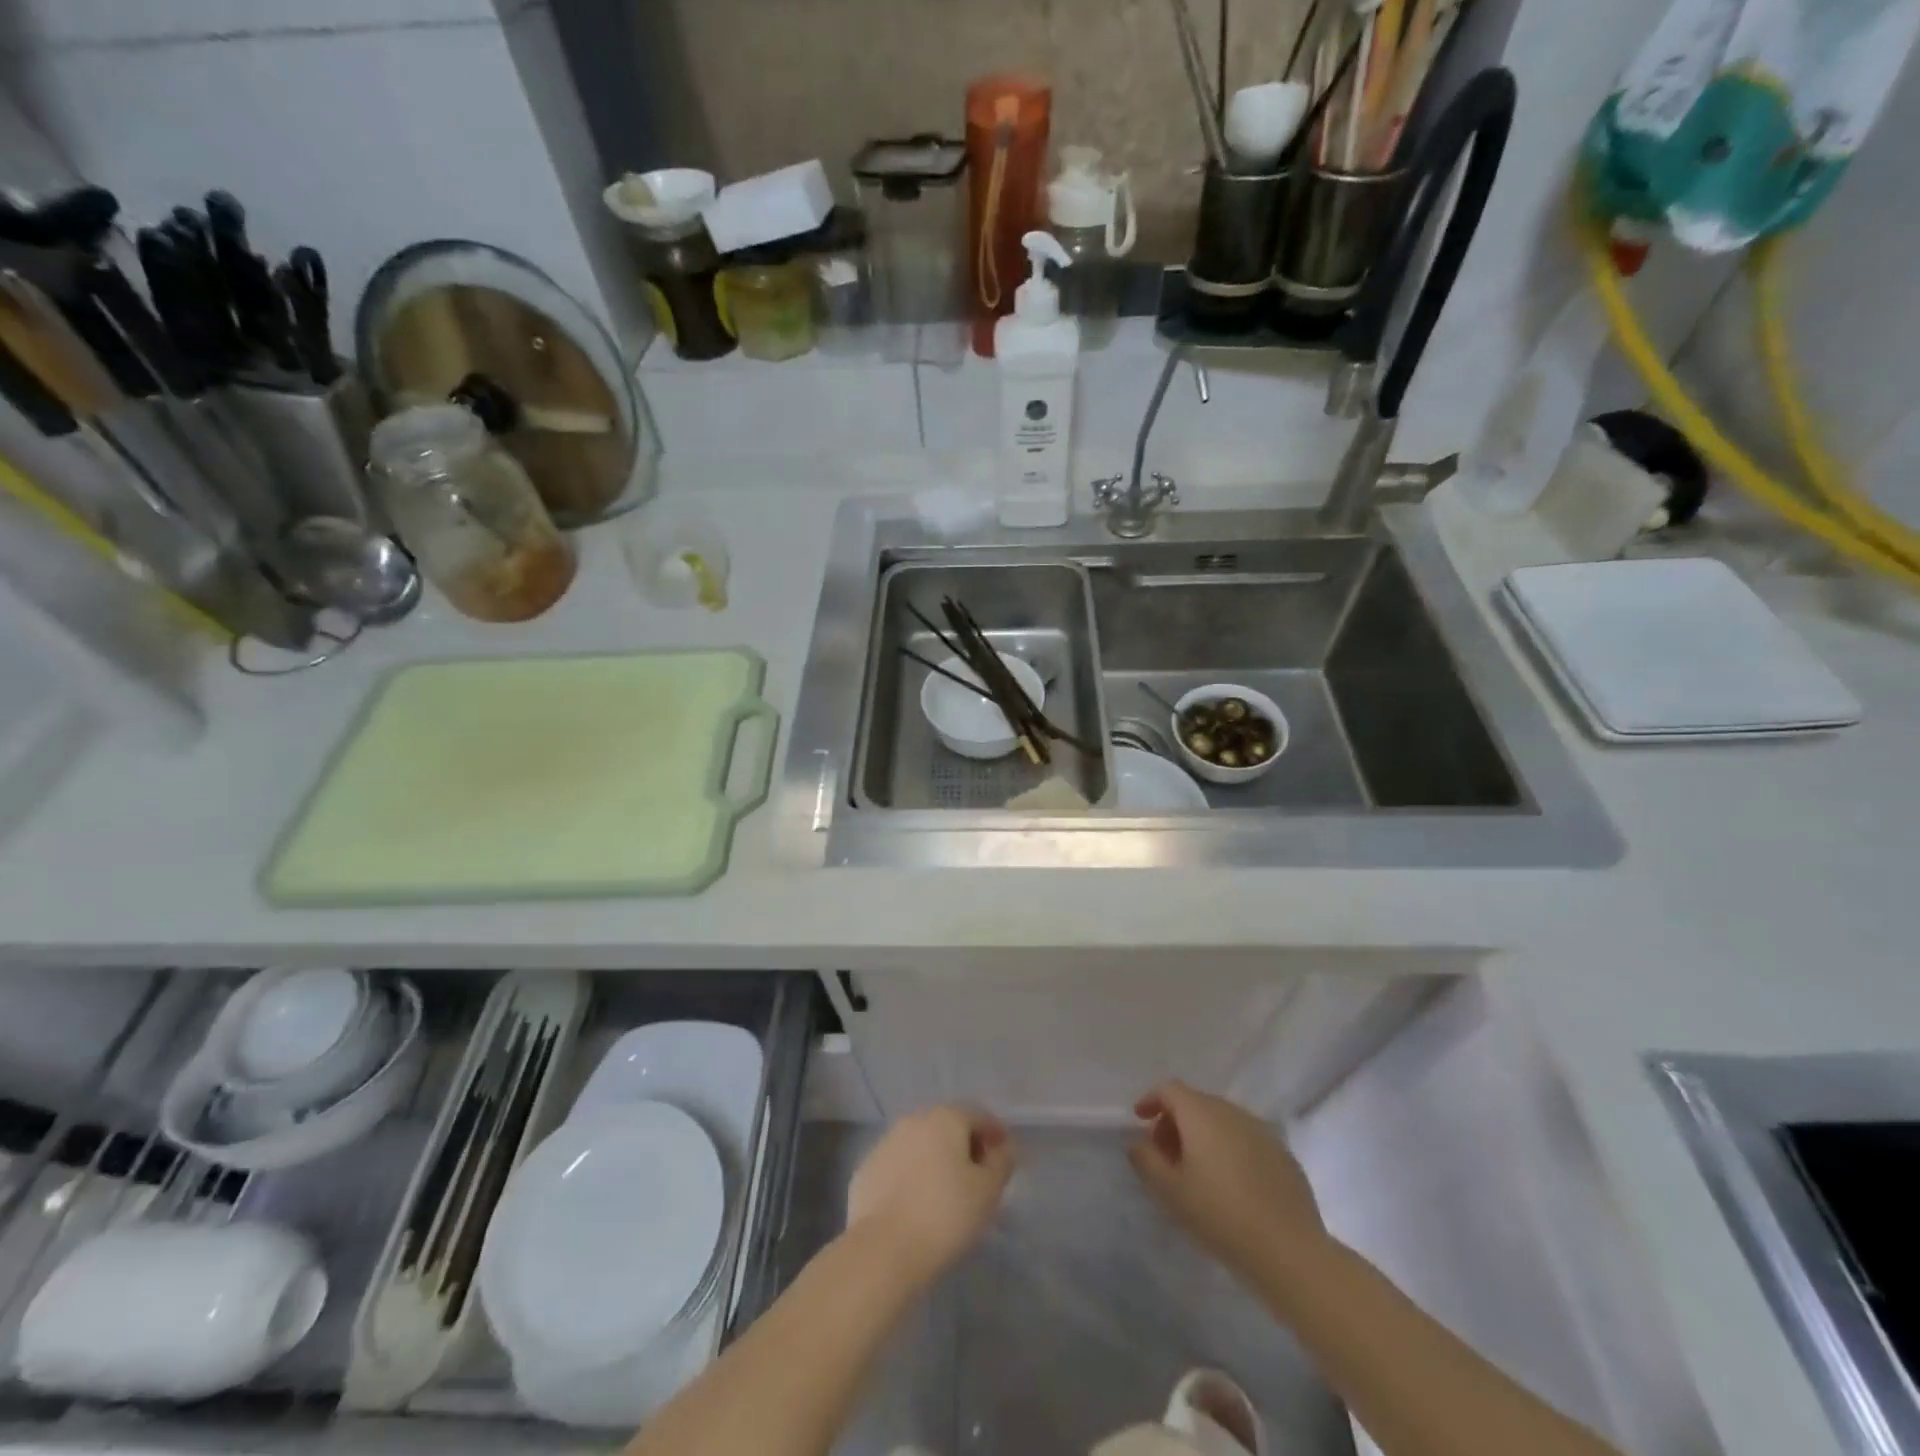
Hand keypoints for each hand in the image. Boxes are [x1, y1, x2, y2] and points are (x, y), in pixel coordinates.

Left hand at [847, 1106, 1015, 1288]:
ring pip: (920, 1144)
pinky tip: (917, 1203)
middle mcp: (913, 1120)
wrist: (883, 1250)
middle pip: (947, 1125)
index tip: (1004, 1156)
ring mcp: (885, 1143)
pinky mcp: (866, 1170)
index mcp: (945, 1118)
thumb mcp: (988, 1191)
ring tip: (947, 1191)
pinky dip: (912, 1176)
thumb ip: (1001, 1163)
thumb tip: (1003, 1148)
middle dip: (964, 1144)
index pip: (977, 1114)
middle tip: (978, 1175)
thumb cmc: (945, 1215)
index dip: (994, 1132)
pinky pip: (898, 1165)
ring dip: (936, 1159)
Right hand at [1129, 1081, 1325, 1282]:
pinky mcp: (1283, 1154)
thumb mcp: (1170, 1192)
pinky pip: (1246, 1139)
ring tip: (1196, 1171)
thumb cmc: (1220, 1215)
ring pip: (1222, 1120)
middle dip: (1175, 1121)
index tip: (1140, 1120)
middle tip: (1165, 1154)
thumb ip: (1146, 1160)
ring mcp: (1261, 1131)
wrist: (1289, 1250)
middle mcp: (1231, 1111)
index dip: (1151, 1099)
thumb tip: (1138, 1143)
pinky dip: (1229, 1149)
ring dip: (1203, 1135)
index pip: (1170, 1089)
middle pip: (1196, 1102)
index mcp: (1201, 1113)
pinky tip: (1231, 1183)